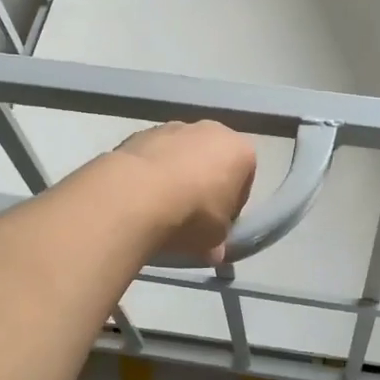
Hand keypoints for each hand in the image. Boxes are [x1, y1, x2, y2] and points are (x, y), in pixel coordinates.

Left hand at [114, 121, 257, 265]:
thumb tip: (214, 252)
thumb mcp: (215, 238)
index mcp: (240, 150)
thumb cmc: (192, 214)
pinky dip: (151, 171)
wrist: (136, 194)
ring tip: (161, 207)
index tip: (218, 224)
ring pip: (181, 154)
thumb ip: (219, 241)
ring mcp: (173, 126)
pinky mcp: (141, 132)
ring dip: (176, 175)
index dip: (232, 205)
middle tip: (191, 215)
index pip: (244, 180)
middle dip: (204, 184)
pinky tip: (140, 196)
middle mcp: (211, 130)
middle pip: (213, 160)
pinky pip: (154, 155)